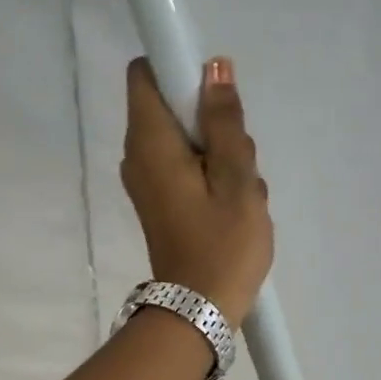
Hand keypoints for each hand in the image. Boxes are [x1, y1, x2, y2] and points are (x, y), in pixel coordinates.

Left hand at [121, 56, 273, 328]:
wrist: (199, 311)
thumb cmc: (222, 245)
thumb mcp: (236, 179)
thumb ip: (225, 120)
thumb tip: (213, 67)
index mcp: (150, 142)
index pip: (145, 74)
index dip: (178, 68)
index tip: (215, 95)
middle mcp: (139, 155)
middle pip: (173, 107)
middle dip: (212, 121)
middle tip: (239, 160)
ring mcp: (149, 180)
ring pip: (188, 140)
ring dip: (221, 153)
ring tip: (241, 191)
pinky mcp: (162, 201)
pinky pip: (189, 167)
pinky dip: (214, 175)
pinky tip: (234, 206)